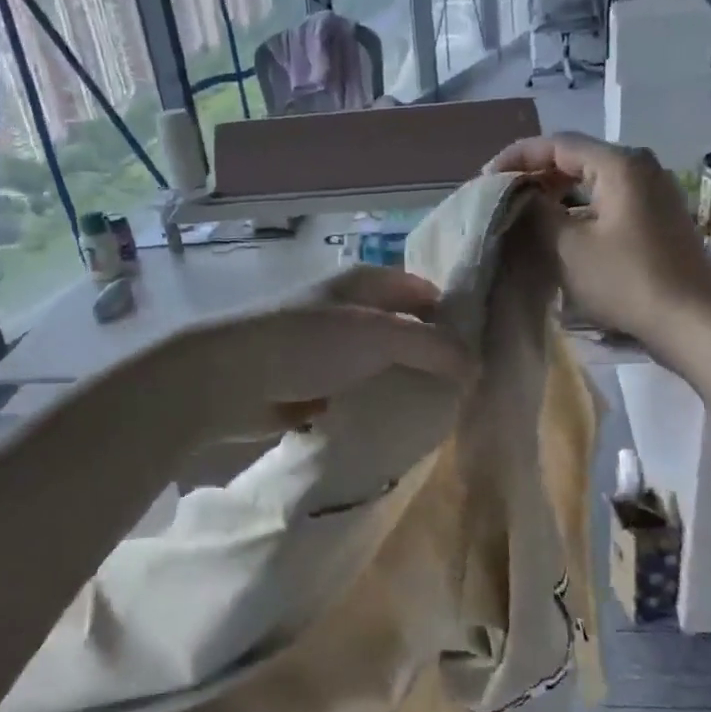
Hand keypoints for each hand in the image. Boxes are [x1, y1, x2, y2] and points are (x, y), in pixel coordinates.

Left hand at [180, 267, 472, 439]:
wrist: (226, 380)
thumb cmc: (305, 343)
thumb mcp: (378, 336)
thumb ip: (432, 347)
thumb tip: (476, 366)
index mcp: (365, 283)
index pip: (424, 292)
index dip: (454, 317)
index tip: (484, 353)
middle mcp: (349, 310)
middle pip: (405, 330)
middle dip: (432, 358)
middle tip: (467, 392)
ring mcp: (329, 349)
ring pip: (382, 365)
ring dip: (404, 386)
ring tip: (439, 415)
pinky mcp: (313, 385)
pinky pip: (357, 393)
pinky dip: (375, 406)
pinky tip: (397, 429)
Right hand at [488, 133, 710, 353]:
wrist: (691, 322)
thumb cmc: (627, 281)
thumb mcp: (569, 247)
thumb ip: (536, 213)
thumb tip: (517, 195)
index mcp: (620, 164)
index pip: (557, 143)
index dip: (517, 157)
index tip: (486, 179)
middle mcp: (641, 166)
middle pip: (577, 157)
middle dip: (536, 173)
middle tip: (502, 197)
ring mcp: (654, 191)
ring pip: (593, 179)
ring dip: (557, 192)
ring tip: (525, 212)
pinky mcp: (658, 216)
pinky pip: (609, 198)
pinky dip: (580, 206)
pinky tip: (561, 228)